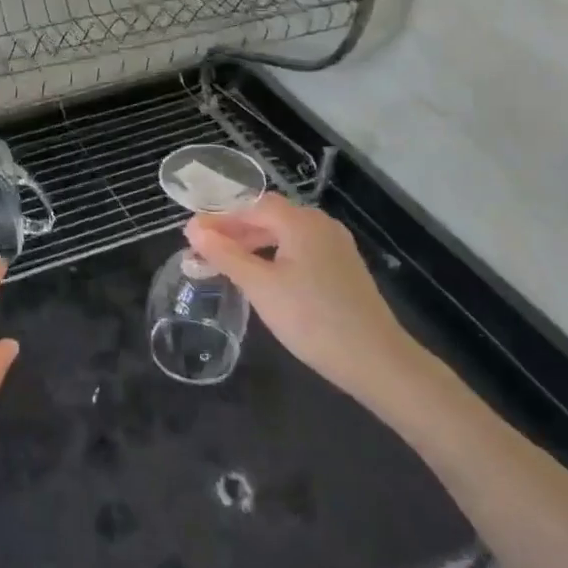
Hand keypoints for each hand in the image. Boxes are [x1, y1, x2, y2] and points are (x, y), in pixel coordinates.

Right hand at [185, 194, 434, 417]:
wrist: (377, 361)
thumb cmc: (312, 319)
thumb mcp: (260, 287)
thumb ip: (225, 254)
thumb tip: (193, 228)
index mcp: (301, 222)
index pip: (251, 206)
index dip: (219, 217)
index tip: (191, 234)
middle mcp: (321, 225)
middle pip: (269, 217)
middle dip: (234, 230)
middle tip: (203, 250)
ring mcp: (336, 247)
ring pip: (284, 235)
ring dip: (253, 244)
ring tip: (226, 263)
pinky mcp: (343, 269)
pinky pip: (299, 250)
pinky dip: (274, 256)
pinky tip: (261, 276)